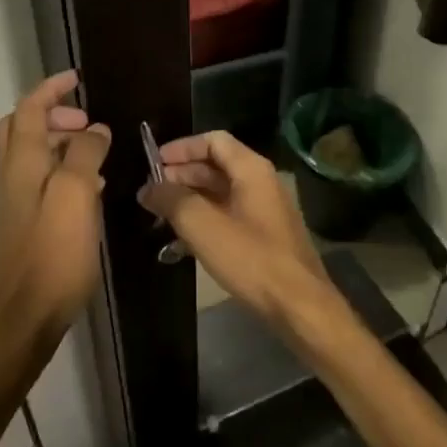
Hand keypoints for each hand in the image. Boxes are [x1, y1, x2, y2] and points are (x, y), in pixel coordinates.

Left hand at [0, 70, 111, 346]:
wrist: (27, 314)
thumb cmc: (54, 251)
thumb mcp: (75, 194)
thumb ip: (84, 154)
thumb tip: (94, 130)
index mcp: (22, 162)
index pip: (29, 109)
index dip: (51, 89)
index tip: (77, 79)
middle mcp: (13, 176)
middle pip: (22, 129)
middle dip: (54, 115)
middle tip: (88, 122)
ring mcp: (17, 201)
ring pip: (34, 155)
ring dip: (62, 143)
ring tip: (97, 151)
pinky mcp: (27, 223)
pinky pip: (44, 181)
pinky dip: (64, 170)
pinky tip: (93, 188)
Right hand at [138, 130, 333, 330]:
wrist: (298, 305)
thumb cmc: (251, 258)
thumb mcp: (202, 225)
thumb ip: (172, 200)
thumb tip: (148, 188)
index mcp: (251, 169)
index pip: (213, 140)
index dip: (181, 148)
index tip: (153, 163)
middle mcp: (261, 182)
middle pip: (216, 166)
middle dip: (181, 175)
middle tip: (150, 192)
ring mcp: (264, 211)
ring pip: (220, 194)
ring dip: (189, 200)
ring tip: (159, 216)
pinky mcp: (264, 237)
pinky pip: (228, 217)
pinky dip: (204, 221)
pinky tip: (180, 243)